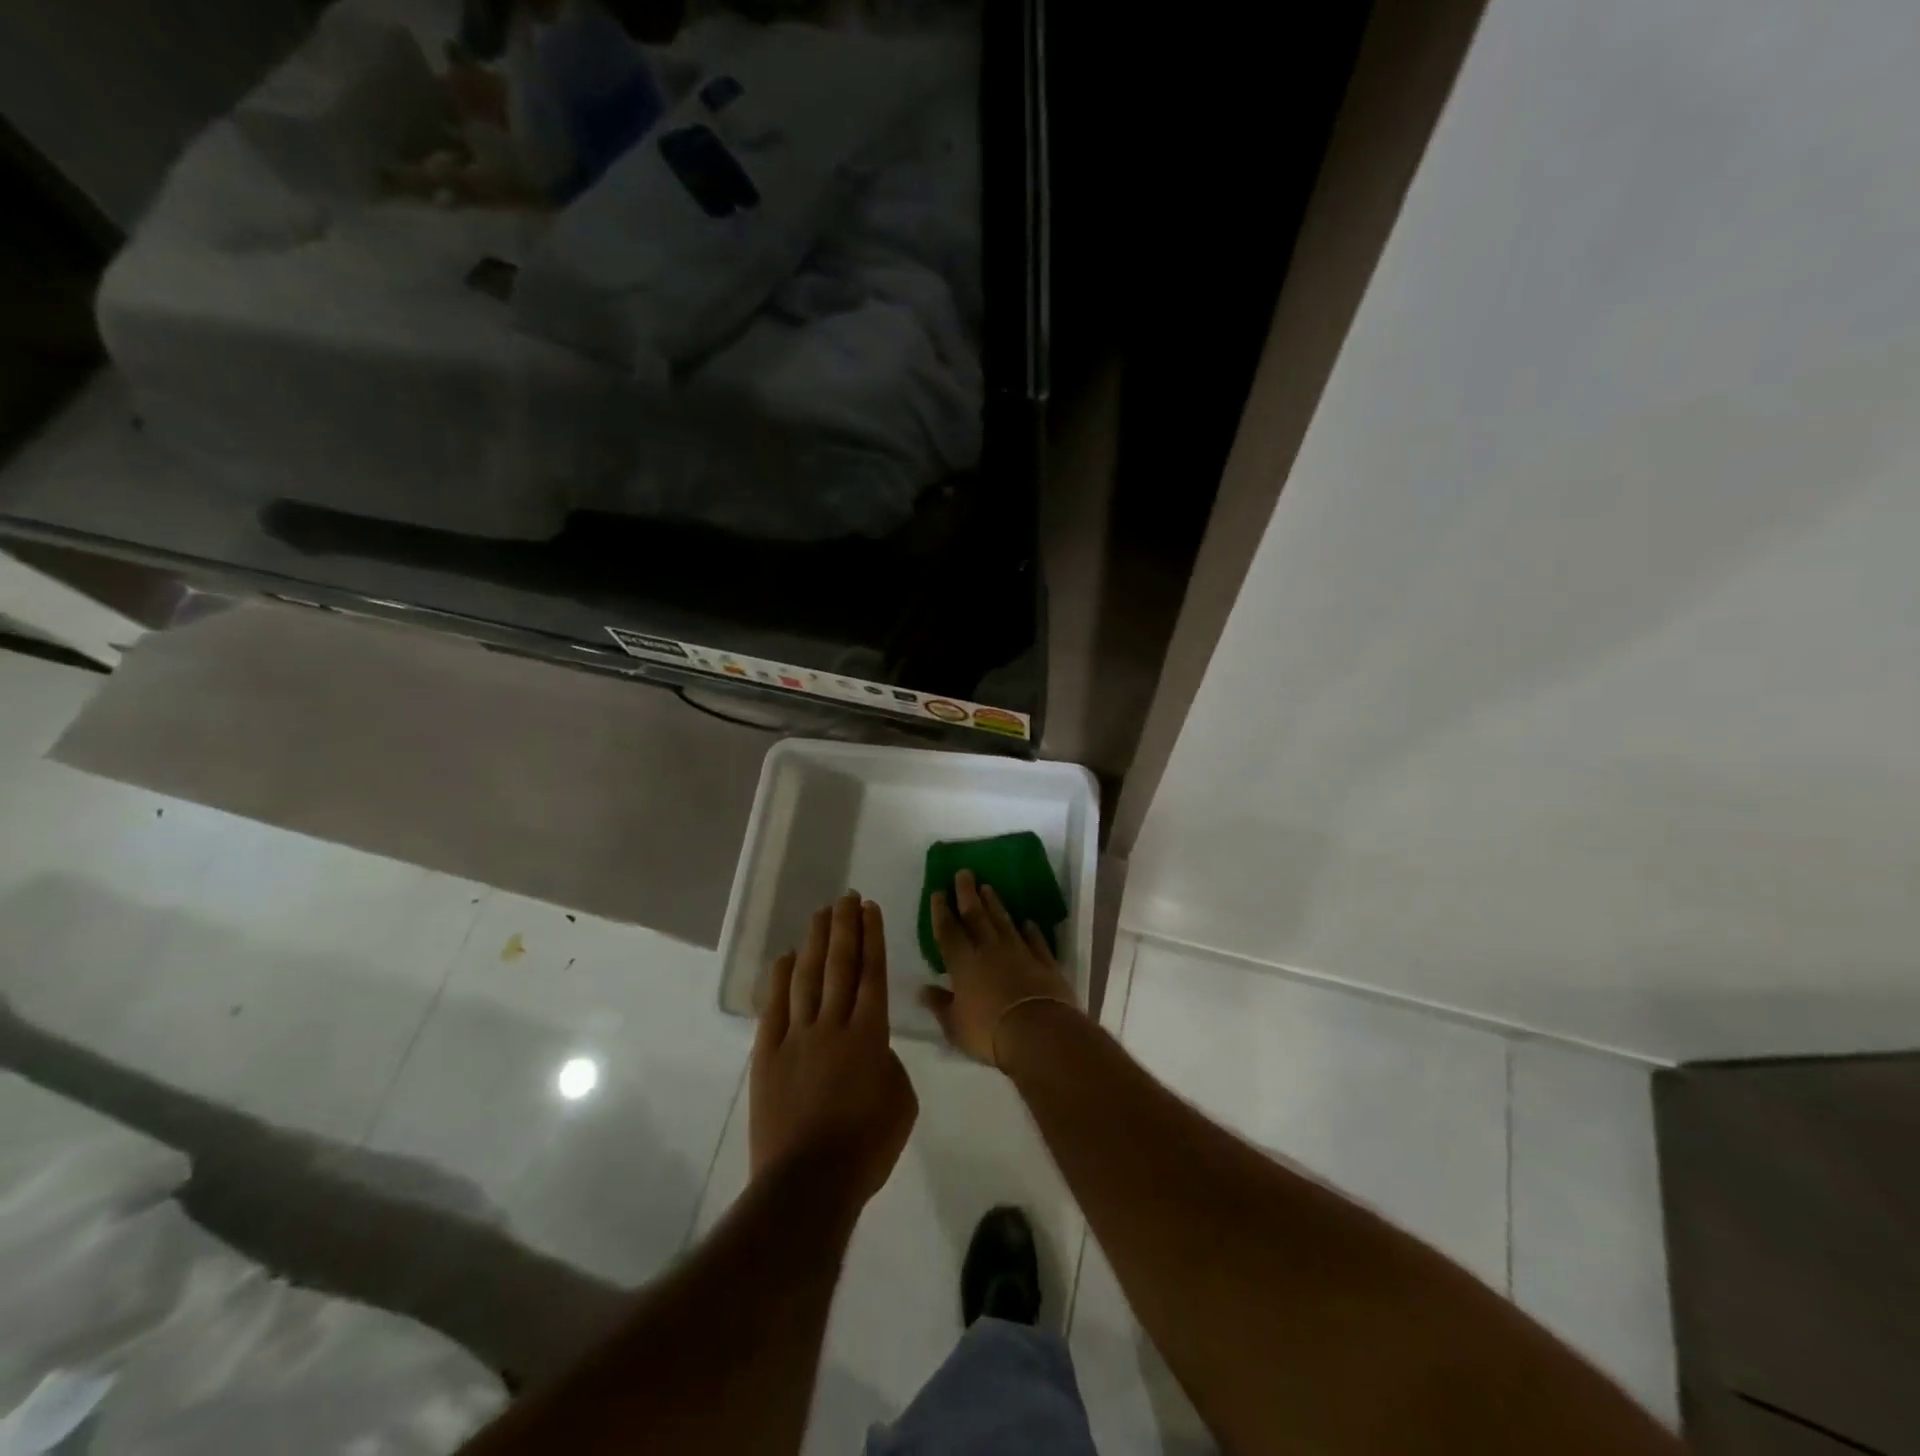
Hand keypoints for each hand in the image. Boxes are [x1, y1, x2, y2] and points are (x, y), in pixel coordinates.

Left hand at [750, 893, 916, 1211]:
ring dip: (816, 942)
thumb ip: (890, 1064)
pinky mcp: (768, 1055)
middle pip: (840, 965)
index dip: (872, 937)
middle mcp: (833, 1025)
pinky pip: (775, 1007)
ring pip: (808, 978)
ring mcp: (797, 1037)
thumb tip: (874, 1049)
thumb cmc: (866, 1147)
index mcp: (870, 1035)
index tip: (870, 908)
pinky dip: (781, 979)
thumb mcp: (902, 1102)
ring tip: (821, 914)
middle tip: (846, 898)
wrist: (809, 1183)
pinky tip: (787, 957)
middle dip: (845, 927)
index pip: (872, 973)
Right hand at [921, 870, 1080, 1066]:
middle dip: (967, 893)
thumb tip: (922, 989)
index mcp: (963, 963)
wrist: (1039, 1031)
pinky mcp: (1044, 962)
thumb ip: (939, 1005)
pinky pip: (1035, 940)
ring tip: (988, 887)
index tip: (938, 891)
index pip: (948, 931)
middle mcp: (989, 950)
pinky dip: (1031, 930)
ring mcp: (1019, 952)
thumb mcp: (955, 1026)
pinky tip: (1028, 922)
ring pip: (1004, 921)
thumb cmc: (988, 1032)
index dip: (941, 911)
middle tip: (964, 872)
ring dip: (995, 904)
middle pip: (976, 915)